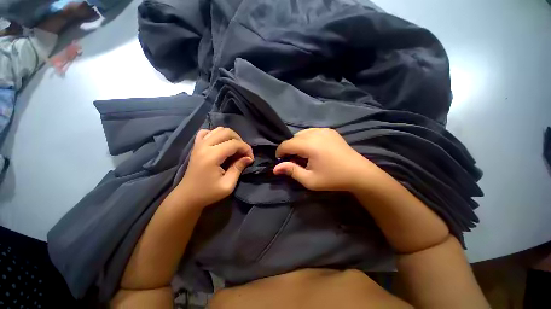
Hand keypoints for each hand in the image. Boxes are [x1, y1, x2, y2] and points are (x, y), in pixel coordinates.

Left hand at [177, 127, 253, 208]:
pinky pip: (206, 132)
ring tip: (235, 148)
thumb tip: (249, 158)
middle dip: (240, 140)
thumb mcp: (227, 185)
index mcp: (212, 156)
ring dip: (230, 136)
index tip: (251, 158)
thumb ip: (238, 168)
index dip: (246, 148)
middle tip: (243, 152)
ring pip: (218, 130)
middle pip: (227, 132)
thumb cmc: (208, 193)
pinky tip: (220, 143)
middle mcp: (205, 146)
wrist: (187, 197)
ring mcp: (199, 144)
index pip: (234, 143)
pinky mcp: (196, 146)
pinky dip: (216, 134)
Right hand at [273, 128, 376, 191]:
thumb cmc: (333, 179)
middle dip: (289, 148)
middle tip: (293, 160)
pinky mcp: (330, 131)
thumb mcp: (310, 180)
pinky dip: (307, 138)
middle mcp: (316, 133)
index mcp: (310, 145)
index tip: (280, 160)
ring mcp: (324, 130)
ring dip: (298, 142)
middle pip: (294, 137)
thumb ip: (291, 171)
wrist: (359, 173)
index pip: (287, 144)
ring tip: (303, 154)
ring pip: (302, 133)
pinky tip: (313, 148)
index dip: (280, 152)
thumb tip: (275, 168)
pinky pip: (312, 131)